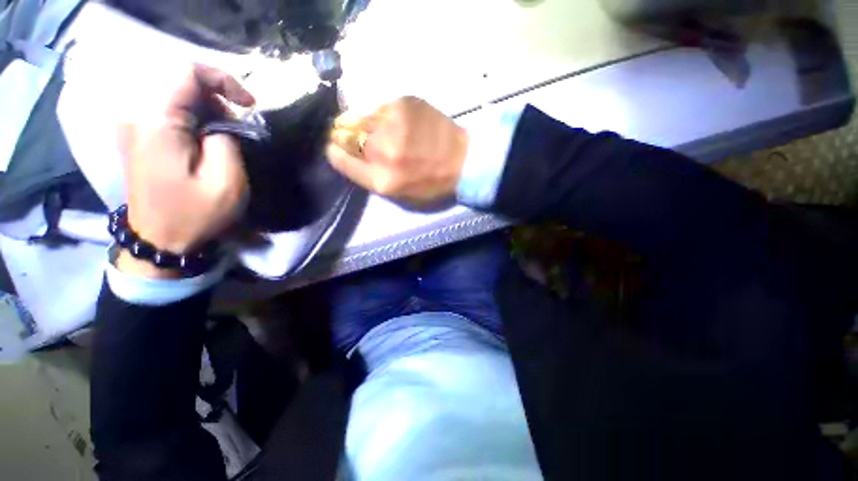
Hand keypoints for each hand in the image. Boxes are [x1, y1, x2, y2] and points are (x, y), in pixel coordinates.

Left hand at [116, 64, 254, 277]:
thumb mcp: (226, 181)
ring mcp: (133, 126)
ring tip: (227, 135)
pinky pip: (167, 111)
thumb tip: (223, 122)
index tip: (248, 104)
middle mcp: (137, 115)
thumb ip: (227, 140)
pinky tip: (206, 138)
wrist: (159, 241)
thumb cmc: (195, 214)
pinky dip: (193, 117)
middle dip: (217, 97)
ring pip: (174, 95)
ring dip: (207, 109)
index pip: (187, 71)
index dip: (223, 79)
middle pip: (180, 81)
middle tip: (240, 126)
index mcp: (157, 123)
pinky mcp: (137, 137)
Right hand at [327, 97, 467, 207]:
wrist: (465, 161)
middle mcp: (382, 151)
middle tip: (373, 141)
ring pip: (362, 117)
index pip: (339, 158)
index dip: (335, 152)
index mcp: (381, 179)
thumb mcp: (399, 193)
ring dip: (370, 125)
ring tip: (393, 133)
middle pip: (346, 134)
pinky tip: (405, 124)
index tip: (337, 148)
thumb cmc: (432, 183)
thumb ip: (369, 175)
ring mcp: (393, 124)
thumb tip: (346, 152)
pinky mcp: (405, 103)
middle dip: (353, 137)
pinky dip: (386, 116)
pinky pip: (382, 108)